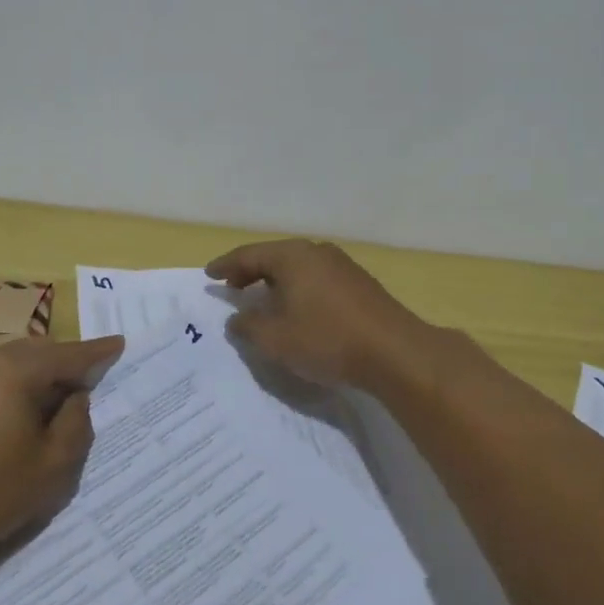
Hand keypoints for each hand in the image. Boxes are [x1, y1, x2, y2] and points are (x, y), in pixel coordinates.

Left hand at [0, 335, 124, 576]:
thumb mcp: (54, 465)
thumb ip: (76, 421)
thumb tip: (75, 396)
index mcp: (14, 370)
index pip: (68, 355)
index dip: (97, 352)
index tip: (119, 344)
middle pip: (36, 352)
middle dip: (64, 363)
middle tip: (88, 382)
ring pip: (8, 364)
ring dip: (34, 376)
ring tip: (51, 402)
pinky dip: (6, 389)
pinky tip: (10, 419)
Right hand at [205, 239, 429, 388]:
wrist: (394, 352)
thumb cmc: (326, 339)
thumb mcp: (276, 339)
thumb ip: (248, 326)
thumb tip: (236, 318)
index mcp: (292, 256)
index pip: (249, 255)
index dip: (226, 266)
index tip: (209, 275)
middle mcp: (316, 252)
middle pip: (274, 257)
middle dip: (250, 272)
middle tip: (231, 287)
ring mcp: (341, 265)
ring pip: (297, 267)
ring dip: (275, 281)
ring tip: (261, 299)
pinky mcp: (358, 283)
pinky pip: (315, 278)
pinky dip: (297, 288)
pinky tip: (296, 307)